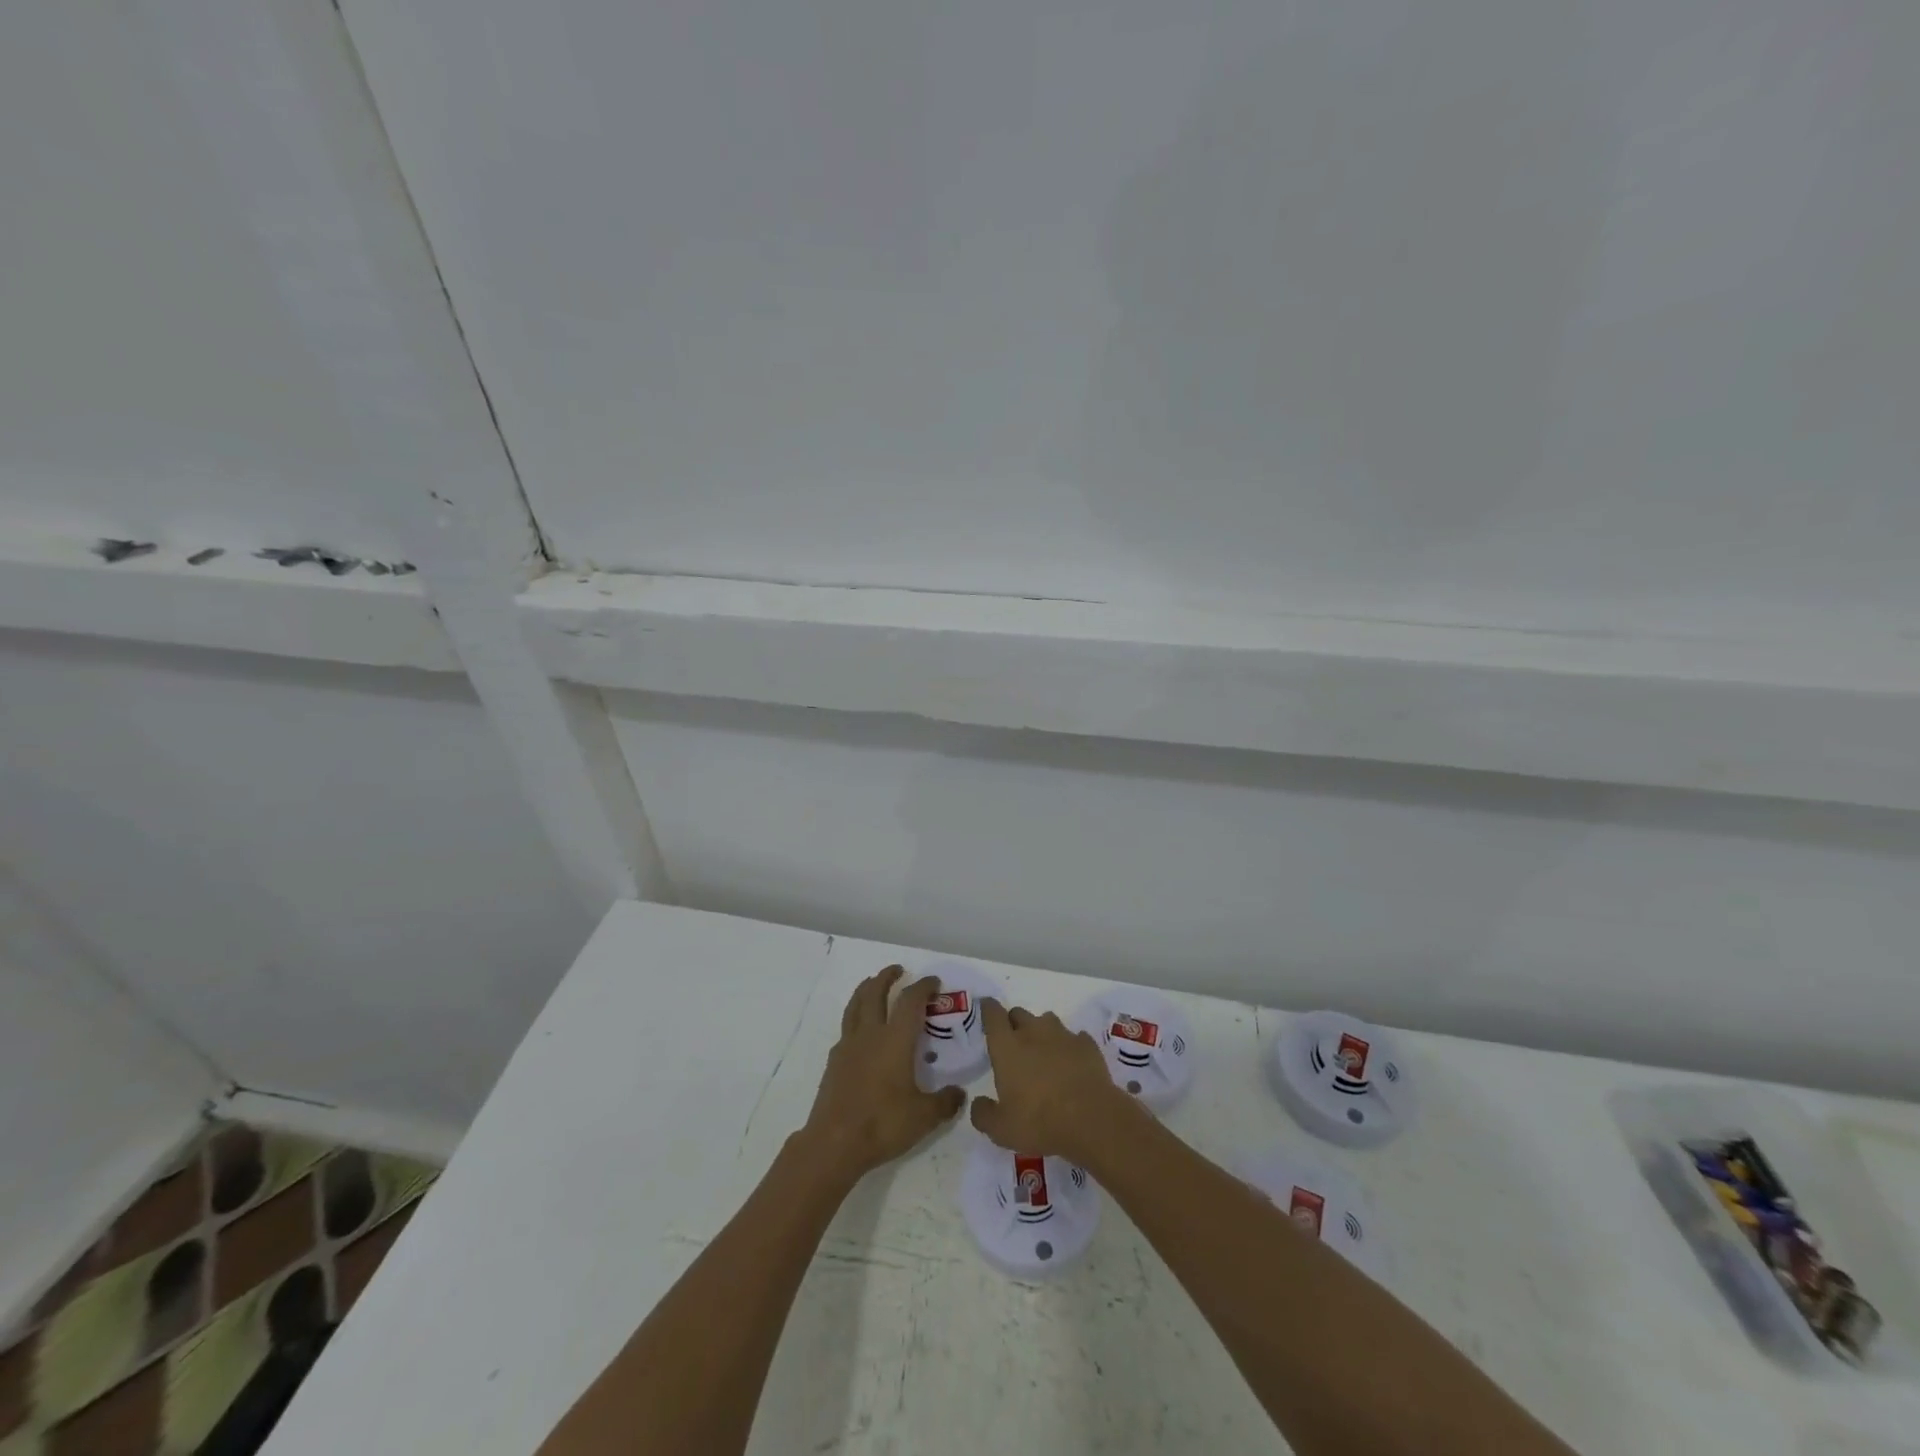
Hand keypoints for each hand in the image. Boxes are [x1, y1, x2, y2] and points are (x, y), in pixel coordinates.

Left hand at [800, 966, 966, 1179]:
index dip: (923, 987)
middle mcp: (871, 1034)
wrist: (835, 1142)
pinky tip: (861, 1029)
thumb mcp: (924, 1116)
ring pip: (856, 1005)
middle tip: (898, 970)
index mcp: (896, 1039)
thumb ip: (945, 1102)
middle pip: (876, 992)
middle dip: (887, 977)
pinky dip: (855, 1017)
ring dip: (866, 989)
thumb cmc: (883, 1124)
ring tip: (873, 984)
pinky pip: (846, 1027)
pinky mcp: (834, 1060)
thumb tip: (959, 1094)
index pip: (911, 1001)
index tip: (934, 982)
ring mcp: (848, 1045)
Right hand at [970, 999, 1137, 1164]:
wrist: (1092, 1119)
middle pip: (1019, 1013)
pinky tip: (1072, 1062)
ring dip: (1042, 1031)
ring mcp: (1063, 1036)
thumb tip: (977, 1104)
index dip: (988, 1009)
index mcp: (1007, 1047)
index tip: (986, 1007)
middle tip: (1013, 1043)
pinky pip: (1075, 1038)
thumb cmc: (1039, 1121)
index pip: (993, 1015)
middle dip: (1013, 1023)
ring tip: (1043, 1052)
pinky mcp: (1088, 1045)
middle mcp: (1033, 1032)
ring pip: (1047, 1021)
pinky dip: (1070, 1046)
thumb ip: (984, 1114)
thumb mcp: (1001, 1129)